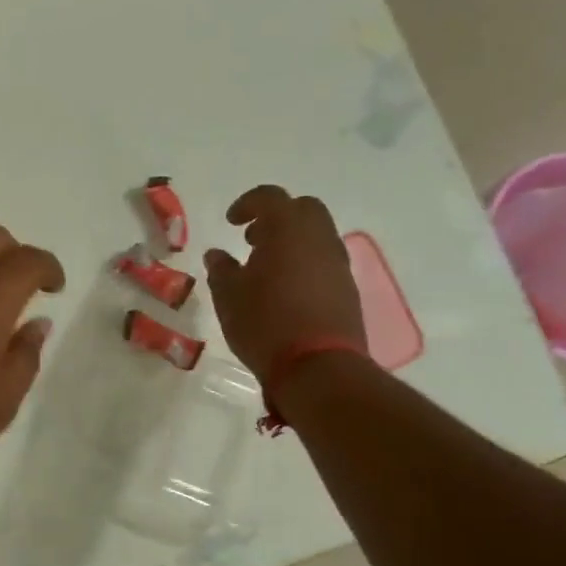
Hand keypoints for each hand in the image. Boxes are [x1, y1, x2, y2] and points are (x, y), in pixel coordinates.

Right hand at [203, 185, 363, 388]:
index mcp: (287, 230)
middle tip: (252, 239)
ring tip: (266, 267)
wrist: (318, 368)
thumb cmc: (264, 324)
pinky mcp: (348, 288)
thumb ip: (221, 269)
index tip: (231, 221)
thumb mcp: (228, 296)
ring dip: (292, 240)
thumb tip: (217, 255)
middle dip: (277, 216)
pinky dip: (305, 262)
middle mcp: (319, 238)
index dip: (248, 204)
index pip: (270, 197)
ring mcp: (338, 263)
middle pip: (302, 209)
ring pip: (317, 234)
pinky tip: (285, 289)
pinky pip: (324, 260)